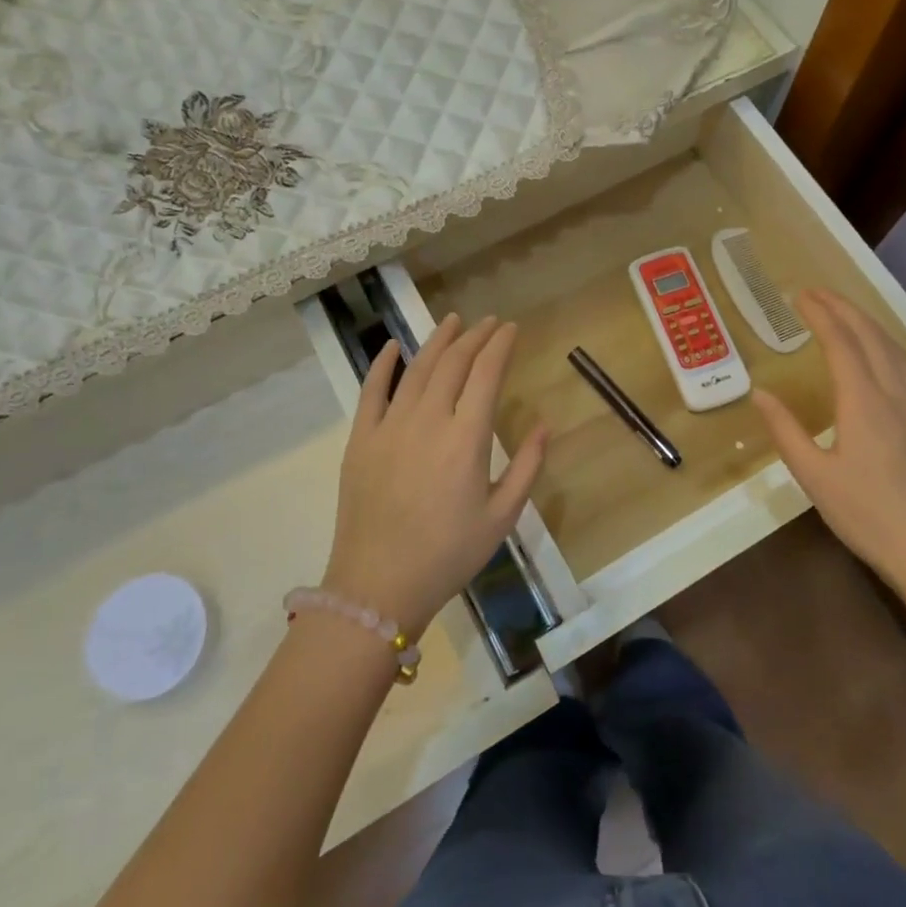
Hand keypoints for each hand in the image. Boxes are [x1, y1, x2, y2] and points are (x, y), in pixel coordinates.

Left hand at [324, 315, 546, 638]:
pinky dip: (383, 364)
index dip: (500, 345)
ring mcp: (390, 425)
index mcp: (467, 438)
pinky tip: (394, 346)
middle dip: (474, 336)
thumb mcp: (502, 517)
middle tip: (489, 322)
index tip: (511, 328)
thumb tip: (544, 425)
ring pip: (416, 368)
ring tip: (453, 321)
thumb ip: (527, 467)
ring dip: (437, 341)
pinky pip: (371, 390)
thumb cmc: (449, 554)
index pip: (486, 373)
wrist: (379, 585)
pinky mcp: (361, 438)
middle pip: (453, 362)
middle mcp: (428, 419)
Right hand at [752, 289, 905, 617]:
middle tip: (817, 292)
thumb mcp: (814, 477)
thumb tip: (760, 393)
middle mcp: (895, 393)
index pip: (840, 342)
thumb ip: (785, 431)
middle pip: (871, 336)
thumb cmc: (868, 515)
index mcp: (863, 402)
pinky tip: (878, 355)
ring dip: (867, 323)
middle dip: (844, 308)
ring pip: (895, 349)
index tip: (799, 295)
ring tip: (844, 313)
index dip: (820, 314)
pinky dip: (886, 345)